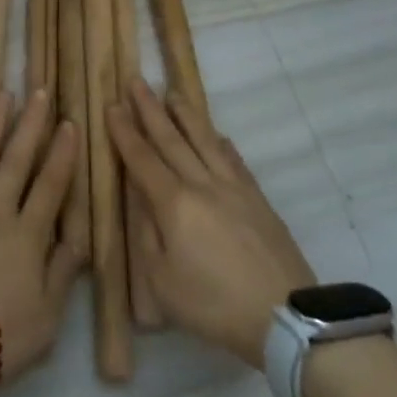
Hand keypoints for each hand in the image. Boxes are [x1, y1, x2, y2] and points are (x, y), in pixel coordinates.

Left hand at [0, 88, 84, 396]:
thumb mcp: (47, 316)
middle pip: (17, 160)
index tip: (69, 123)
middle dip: (30, 124)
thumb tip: (80, 237)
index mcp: (28, 235)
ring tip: (0, 94)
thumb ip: (63, 273)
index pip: (50, 185)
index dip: (62, 154)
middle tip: (39, 90)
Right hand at [107, 78, 313, 369]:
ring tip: (172, 93)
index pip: (142, 159)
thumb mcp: (162, 282)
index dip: (125, 132)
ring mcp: (233, 188)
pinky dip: (221, 143)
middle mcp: (202, 184)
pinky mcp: (258, 199)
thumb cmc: (214, 304)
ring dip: (186, 115)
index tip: (112, 105)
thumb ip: (147, 236)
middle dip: (150, 109)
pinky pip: (234, 160)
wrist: (284, 315)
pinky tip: (217, 134)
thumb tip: (142, 199)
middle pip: (171, 139)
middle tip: (136, 81)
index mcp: (174, 204)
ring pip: (205, 141)